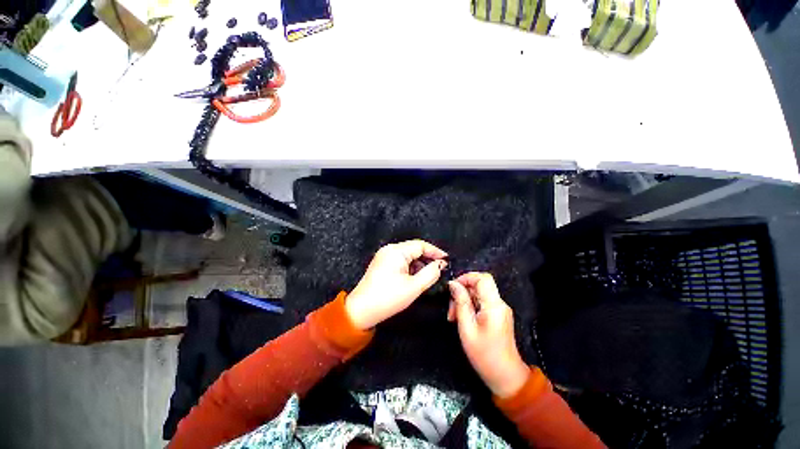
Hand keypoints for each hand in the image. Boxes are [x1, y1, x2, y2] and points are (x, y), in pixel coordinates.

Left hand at [346, 240, 447, 329]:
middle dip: (427, 258)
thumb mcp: (414, 287)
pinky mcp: (382, 263)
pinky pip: (400, 261)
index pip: (420, 245)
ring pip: (408, 255)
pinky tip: (415, 278)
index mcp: (396, 251)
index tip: (447, 260)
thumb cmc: (388, 298)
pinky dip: (410, 267)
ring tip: (428, 276)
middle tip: (439, 269)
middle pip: (414, 249)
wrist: (361, 311)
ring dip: (419, 264)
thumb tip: (441, 264)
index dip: (435, 252)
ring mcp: (384, 256)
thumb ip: (431, 273)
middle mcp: (389, 249)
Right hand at [448, 272, 529, 397]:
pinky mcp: (498, 315)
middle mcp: (499, 304)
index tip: (453, 288)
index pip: (483, 278)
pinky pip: (481, 303)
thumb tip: (453, 284)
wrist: (505, 376)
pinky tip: (462, 319)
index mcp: (494, 305)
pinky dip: (469, 307)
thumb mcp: (467, 328)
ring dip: (464, 301)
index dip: (466, 278)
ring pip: (478, 294)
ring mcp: (499, 309)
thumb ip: (461, 303)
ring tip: (454, 318)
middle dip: (462, 293)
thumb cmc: (484, 354)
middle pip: (479, 285)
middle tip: (451, 310)